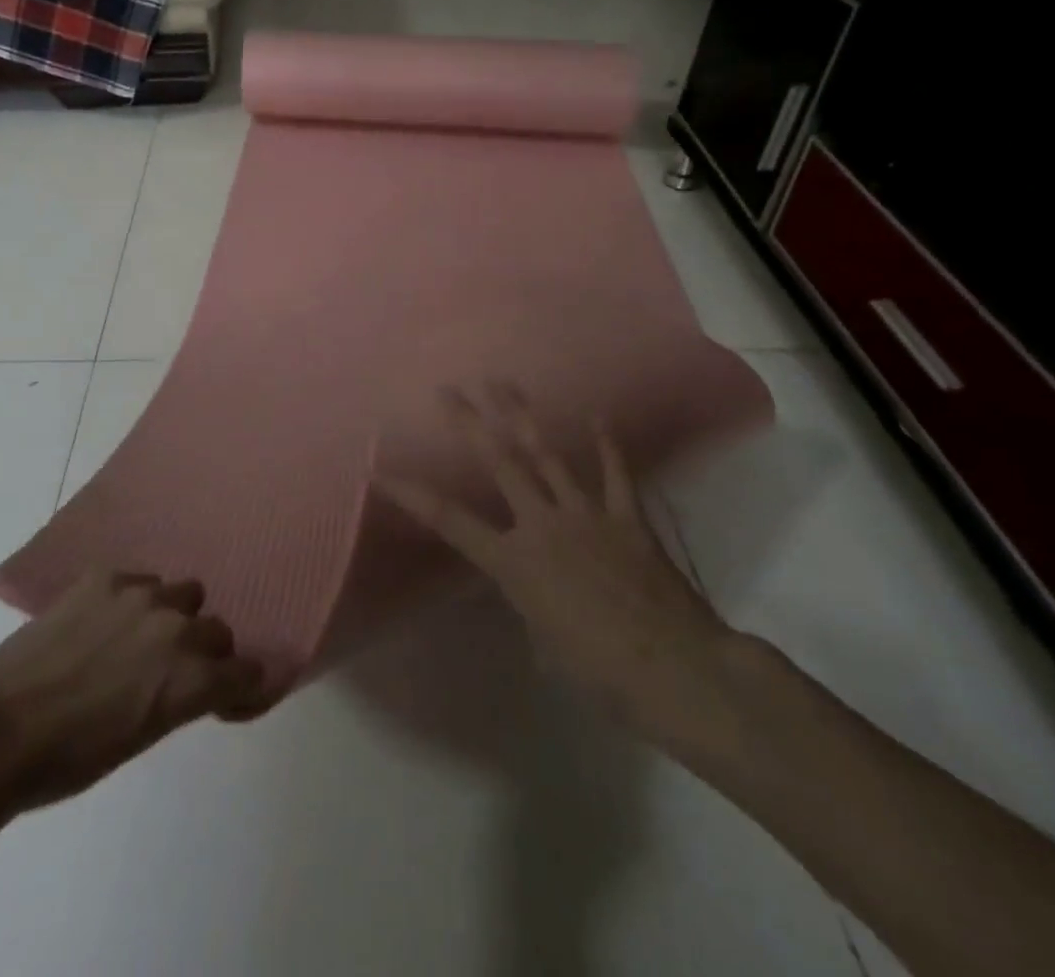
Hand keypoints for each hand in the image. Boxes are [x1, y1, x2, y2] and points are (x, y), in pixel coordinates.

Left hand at [0, 571, 265, 813]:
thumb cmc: (68, 760)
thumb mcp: (140, 739)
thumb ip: (178, 699)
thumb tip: (194, 685)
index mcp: (189, 680)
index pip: (245, 672)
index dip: (238, 685)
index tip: (227, 694)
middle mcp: (177, 629)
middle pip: (218, 630)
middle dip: (204, 652)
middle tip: (172, 672)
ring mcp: (141, 595)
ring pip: (184, 594)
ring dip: (173, 616)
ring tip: (138, 639)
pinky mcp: (106, 577)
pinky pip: (141, 581)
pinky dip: (134, 601)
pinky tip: (104, 622)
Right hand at [379, 385, 739, 742]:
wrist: (674, 670)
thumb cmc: (599, 671)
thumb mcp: (544, 643)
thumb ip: (529, 602)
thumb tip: (533, 587)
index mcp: (514, 562)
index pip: (449, 520)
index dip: (411, 493)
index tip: (380, 469)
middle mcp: (542, 525)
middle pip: (499, 463)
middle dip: (469, 423)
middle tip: (448, 390)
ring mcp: (585, 514)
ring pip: (548, 455)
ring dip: (523, 416)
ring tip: (504, 384)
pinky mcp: (625, 517)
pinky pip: (615, 473)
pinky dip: (606, 444)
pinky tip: (597, 416)